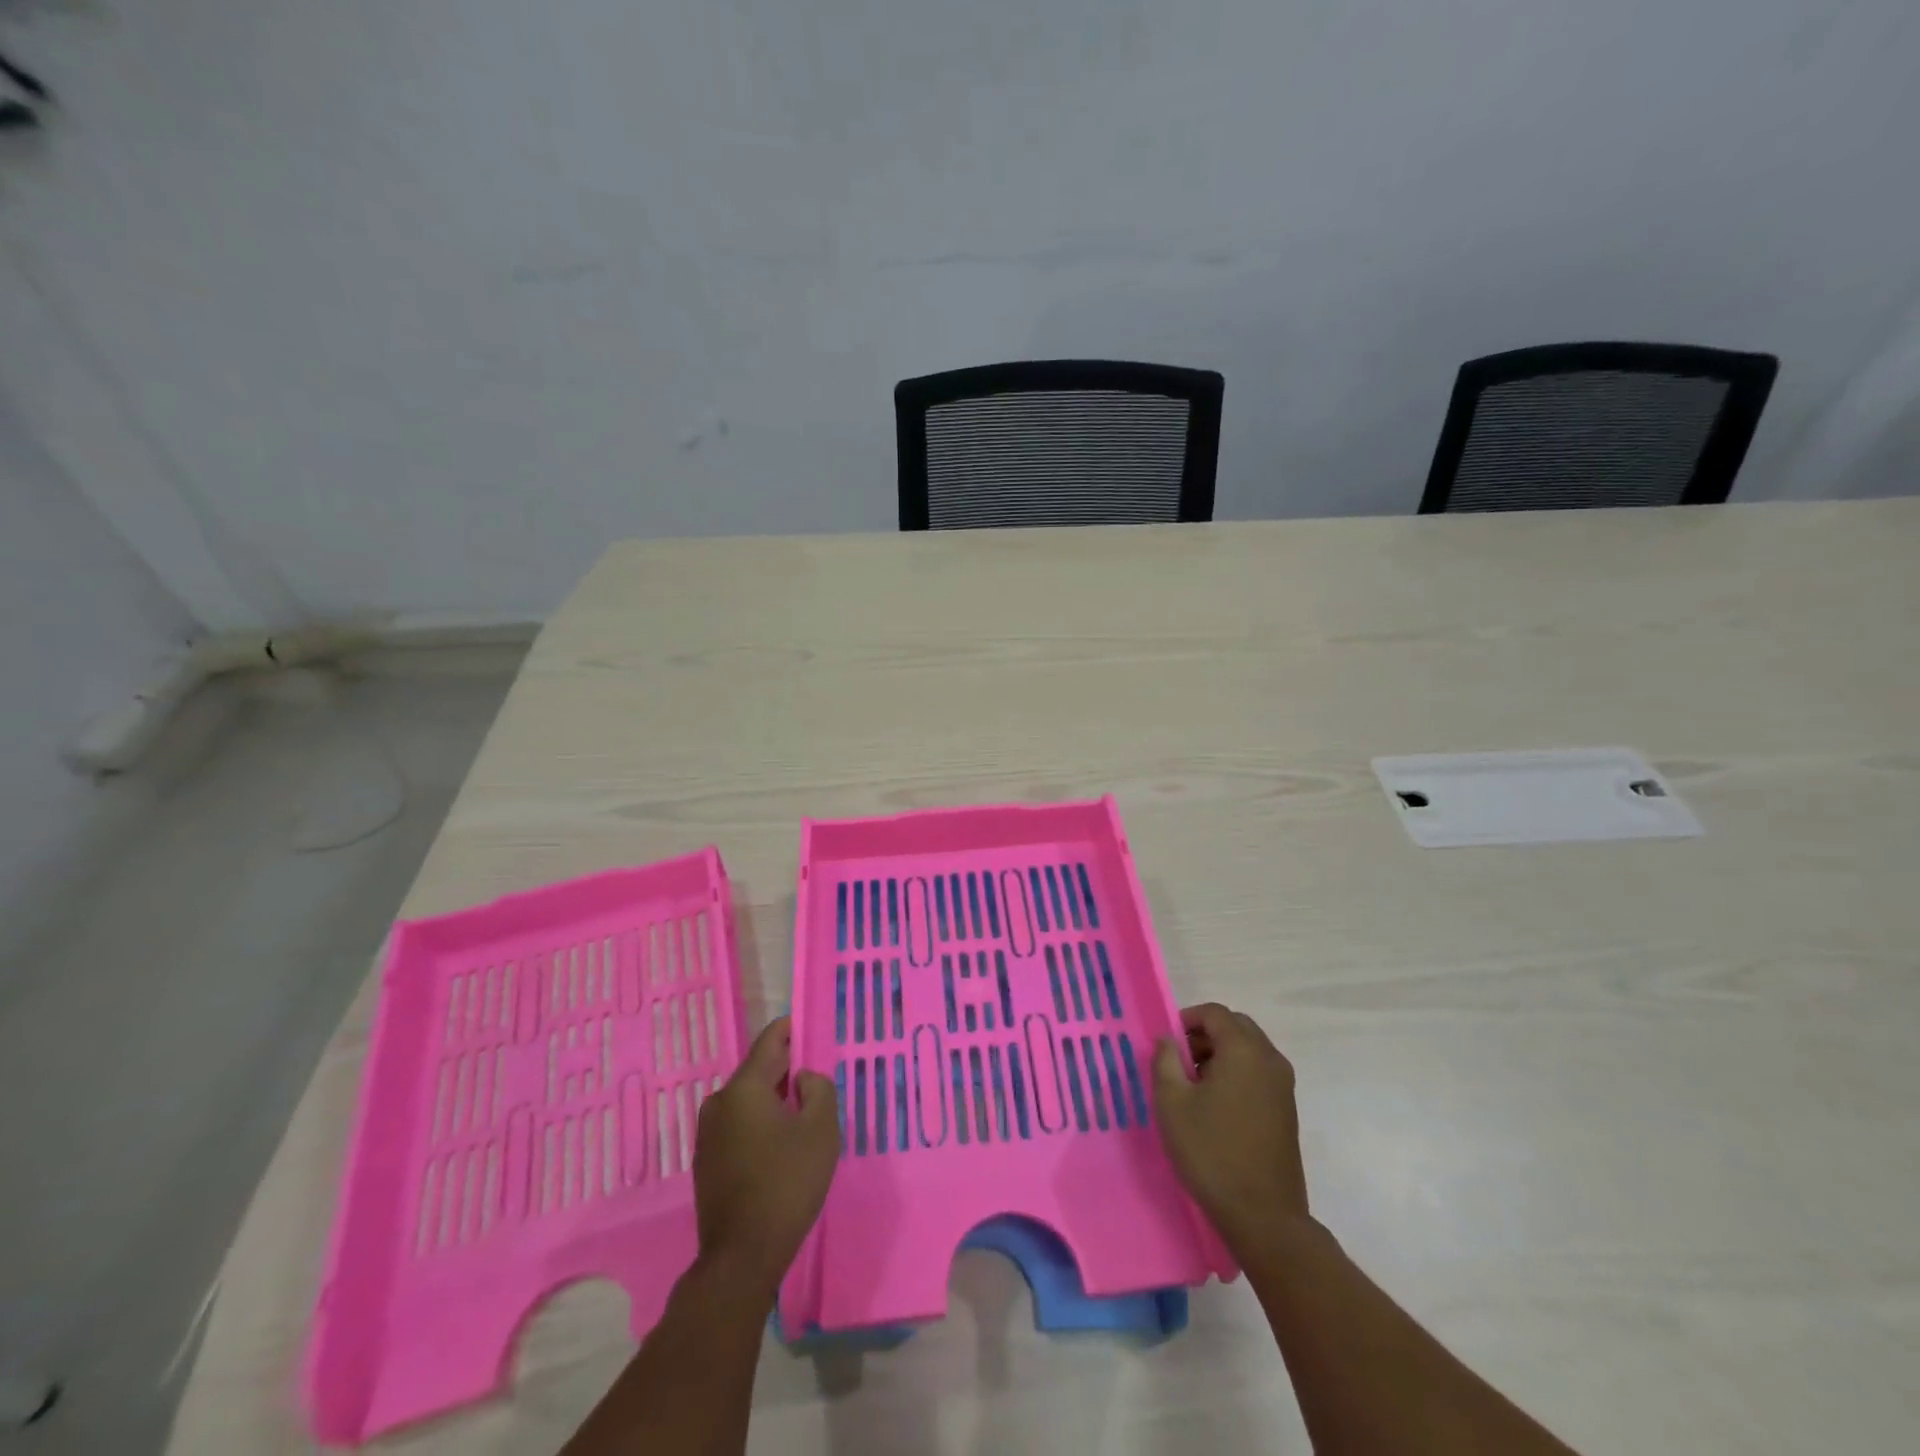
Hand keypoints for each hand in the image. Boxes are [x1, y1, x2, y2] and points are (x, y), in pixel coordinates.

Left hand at [693, 1017, 839, 1296]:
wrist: (741, 1257)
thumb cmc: (786, 1185)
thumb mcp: (820, 1131)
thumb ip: (819, 1090)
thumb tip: (803, 1078)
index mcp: (744, 1088)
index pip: (771, 1040)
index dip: (793, 1029)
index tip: (813, 1026)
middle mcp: (719, 1102)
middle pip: (759, 1070)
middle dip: (788, 1068)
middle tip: (818, 1075)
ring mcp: (708, 1133)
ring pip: (749, 1099)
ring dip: (775, 1099)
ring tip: (805, 1110)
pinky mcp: (707, 1159)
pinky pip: (739, 1124)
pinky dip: (761, 1122)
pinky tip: (782, 1142)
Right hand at [1153, 1003, 1309, 1247]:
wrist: (1264, 1216)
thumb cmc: (1212, 1152)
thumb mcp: (1172, 1103)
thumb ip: (1165, 1061)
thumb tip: (1167, 1040)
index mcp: (1244, 1050)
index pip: (1215, 1013)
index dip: (1187, 1019)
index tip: (1167, 1044)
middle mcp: (1270, 1060)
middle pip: (1236, 1027)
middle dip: (1205, 1035)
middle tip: (1179, 1060)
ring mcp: (1283, 1086)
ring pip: (1249, 1050)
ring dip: (1221, 1055)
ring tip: (1194, 1086)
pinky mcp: (1287, 1110)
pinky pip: (1259, 1073)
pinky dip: (1237, 1074)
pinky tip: (1216, 1106)